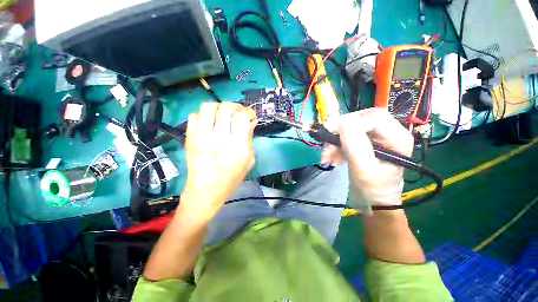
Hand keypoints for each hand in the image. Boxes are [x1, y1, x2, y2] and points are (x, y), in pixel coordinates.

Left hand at [181, 102, 256, 221]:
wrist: (206, 190)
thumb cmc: (232, 177)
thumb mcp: (249, 160)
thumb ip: (250, 138)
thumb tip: (251, 121)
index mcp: (236, 146)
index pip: (242, 117)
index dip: (249, 112)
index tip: (251, 116)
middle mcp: (218, 138)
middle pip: (226, 107)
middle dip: (236, 106)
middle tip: (238, 112)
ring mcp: (201, 137)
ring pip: (208, 107)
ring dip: (219, 107)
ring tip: (223, 115)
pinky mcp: (189, 137)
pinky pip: (194, 116)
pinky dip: (204, 115)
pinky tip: (210, 123)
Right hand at [322, 108, 412, 208]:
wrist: (372, 200)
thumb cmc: (372, 188)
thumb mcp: (363, 168)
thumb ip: (355, 145)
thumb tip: (341, 123)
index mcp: (397, 138)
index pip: (374, 117)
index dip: (351, 121)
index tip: (330, 132)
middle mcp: (387, 133)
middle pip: (360, 119)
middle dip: (340, 131)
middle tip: (325, 142)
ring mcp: (374, 137)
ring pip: (350, 128)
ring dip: (334, 140)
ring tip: (326, 156)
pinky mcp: (362, 142)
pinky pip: (345, 137)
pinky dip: (335, 146)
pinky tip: (331, 157)